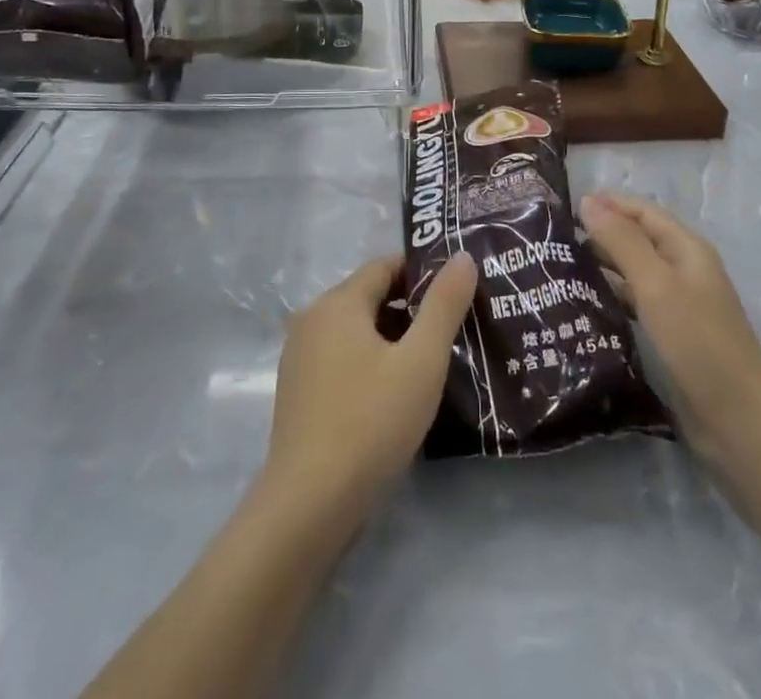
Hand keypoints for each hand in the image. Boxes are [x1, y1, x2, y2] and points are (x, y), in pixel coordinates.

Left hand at [261, 252, 476, 520]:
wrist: (308, 504)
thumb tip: (462, 256)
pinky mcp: (299, 392)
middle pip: (369, 297)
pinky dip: (371, 363)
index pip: (384, 267)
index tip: (457, 291)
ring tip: (432, 362)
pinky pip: (342, 359)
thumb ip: (444, 305)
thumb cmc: (370, 421)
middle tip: (454, 329)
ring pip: (356, 331)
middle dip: (411, 308)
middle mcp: (312, 319)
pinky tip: (396, 394)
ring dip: (392, 338)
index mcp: (337, 302)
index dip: (422, 273)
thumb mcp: (421, 361)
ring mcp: (300, 357)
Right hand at [579, 192, 760, 459]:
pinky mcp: (670, 337)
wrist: (740, 422)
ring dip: (601, 266)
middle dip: (599, 233)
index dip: (607, 203)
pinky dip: (610, 298)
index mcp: (686, 249)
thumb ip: (622, 241)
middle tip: (552, 240)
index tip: (562, 207)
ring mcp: (678, 306)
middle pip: (637, 239)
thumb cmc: (699, 342)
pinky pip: (634, 305)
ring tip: (558, 268)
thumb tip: (588, 201)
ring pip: (633, 273)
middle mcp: (683, 271)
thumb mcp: (657, 285)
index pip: (642, 211)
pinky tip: (582, 305)